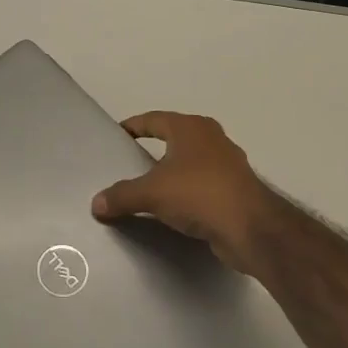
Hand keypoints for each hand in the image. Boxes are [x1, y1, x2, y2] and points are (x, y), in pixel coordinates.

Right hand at [91, 112, 276, 277]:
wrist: (251, 228)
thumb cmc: (199, 194)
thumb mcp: (151, 193)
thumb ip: (121, 196)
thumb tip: (96, 204)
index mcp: (191, 128)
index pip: (153, 119)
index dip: (133, 126)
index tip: (117, 135)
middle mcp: (211, 139)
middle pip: (174, 138)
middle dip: (154, 148)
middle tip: (130, 161)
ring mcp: (228, 164)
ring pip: (191, 162)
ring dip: (172, 172)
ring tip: (149, 187)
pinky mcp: (236, 190)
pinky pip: (202, 185)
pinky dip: (187, 192)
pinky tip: (174, 208)